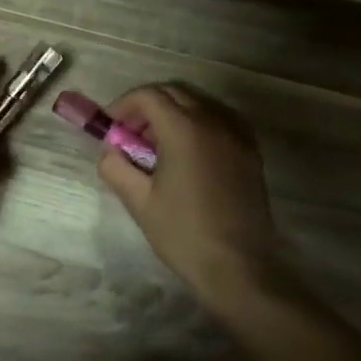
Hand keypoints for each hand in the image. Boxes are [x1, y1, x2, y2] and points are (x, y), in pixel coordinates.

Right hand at [94, 83, 278, 300]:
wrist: (238, 267)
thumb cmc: (183, 234)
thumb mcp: (139, 201)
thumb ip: (116, 167)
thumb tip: (109, 150)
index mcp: (184, 130)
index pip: (149, 96)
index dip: (124, 104)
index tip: (111, 125)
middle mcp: (214, 122)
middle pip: (175, 93)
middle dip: (147, 107)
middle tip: (129, 134)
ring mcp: (237, 136)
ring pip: (199, 104)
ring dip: (173, 113)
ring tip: (156, 145)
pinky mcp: (250, 152)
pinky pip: (219, 121)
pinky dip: (198, 124)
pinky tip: (187, 153)